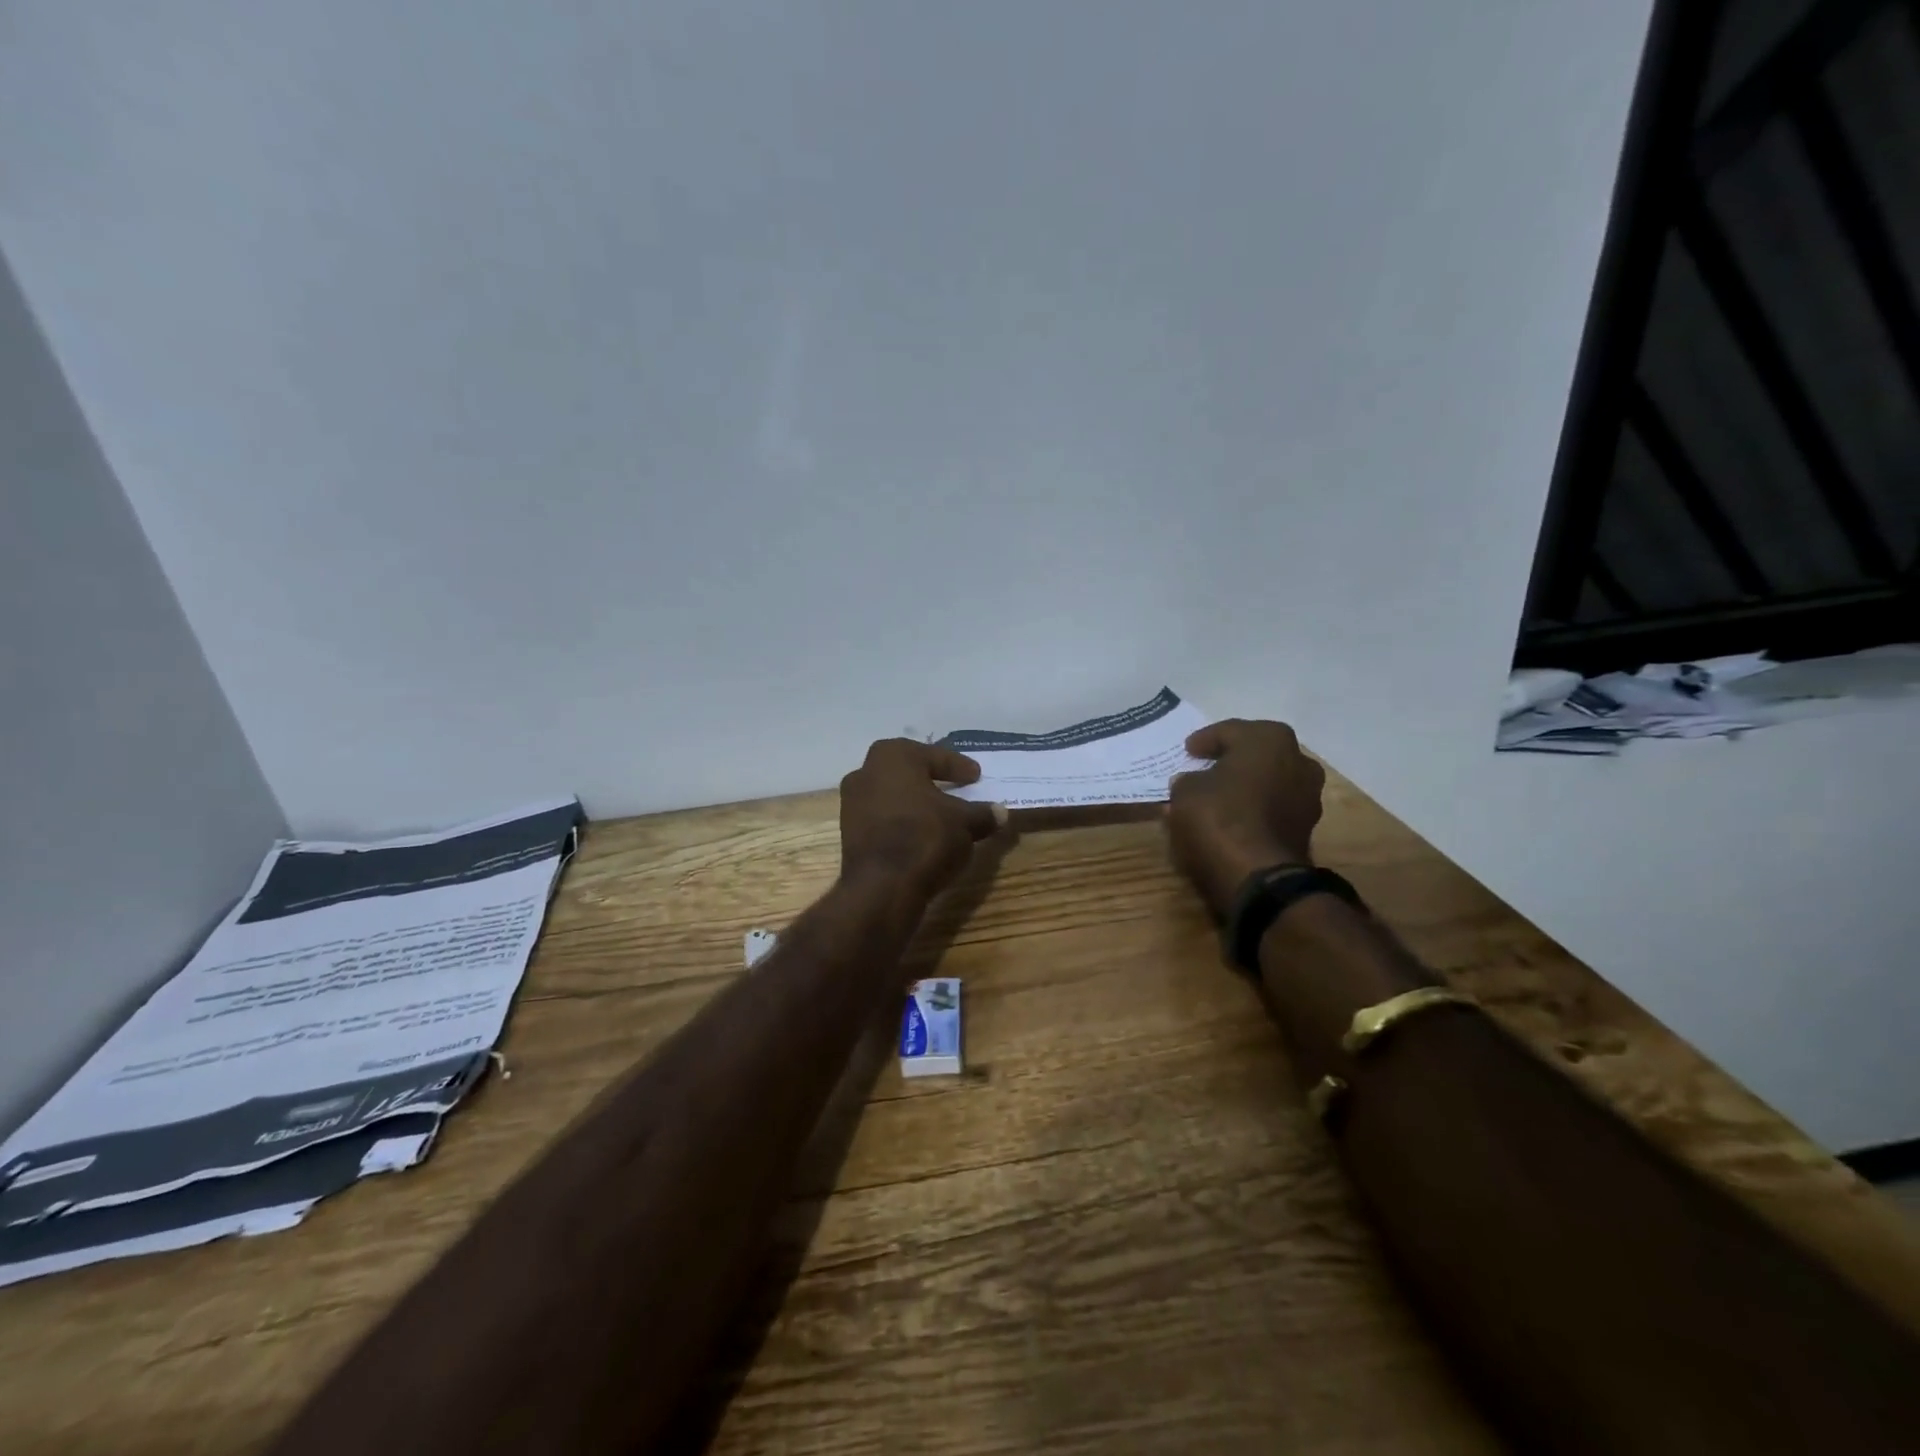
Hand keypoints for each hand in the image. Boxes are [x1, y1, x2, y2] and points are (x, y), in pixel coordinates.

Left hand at [839, 740, 1006, 903]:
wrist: (882, 886)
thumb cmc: (926, 836)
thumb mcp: (965, 823)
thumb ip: (982, 814)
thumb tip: (1000, 813)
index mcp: (893, 756)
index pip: (934, 756)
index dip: (958, 766)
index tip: (976, 776)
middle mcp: (866, 772)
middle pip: (909, 772)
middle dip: (932, 781)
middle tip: (957, 789)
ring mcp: (852, 803)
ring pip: (894, 796)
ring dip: (917, 804)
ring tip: (942, 817)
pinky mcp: (849, 833)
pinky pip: (884, 819)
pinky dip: (904, 823)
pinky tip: (923, 836)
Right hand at [1166, 719, 1325, 916]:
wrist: (1259, 876)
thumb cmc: (1219, 818)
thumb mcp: (1185, 793)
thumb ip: (1189, 780)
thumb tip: (1193, 782)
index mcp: (1268, 739)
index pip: (1229, 731)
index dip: (1204, 740)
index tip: (1188, 751)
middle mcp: (1297, 759)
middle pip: (1256, 752)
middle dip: (1232, 759)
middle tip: (1205, 767)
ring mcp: (1308, 795)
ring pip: (1269, 779)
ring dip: (1247, 784)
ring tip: (1219, 795)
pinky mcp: (1307, 826)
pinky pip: (1275, 806)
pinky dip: (1256, 807)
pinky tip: (1234, 816)